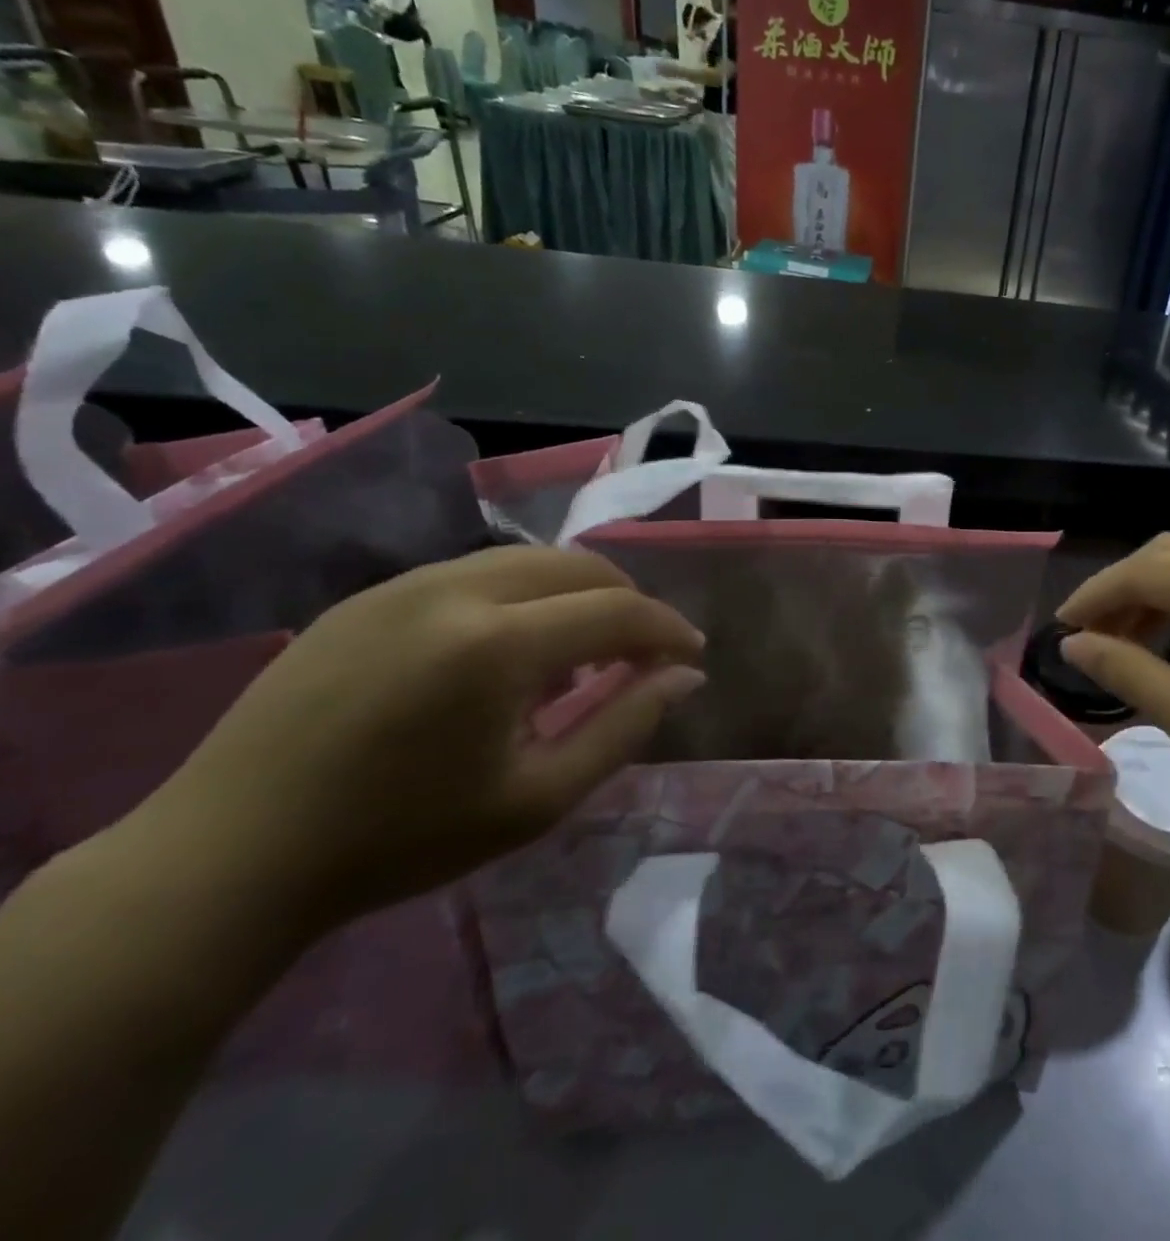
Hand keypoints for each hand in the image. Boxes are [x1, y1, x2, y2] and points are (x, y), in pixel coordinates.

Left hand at [142, 547, 705, 934]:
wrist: (228, 858)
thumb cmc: (400, 840)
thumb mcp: (537, 799)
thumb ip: (624, 726)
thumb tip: (684, 676)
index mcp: (497, 643)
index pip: (618, 610)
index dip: (668, 629)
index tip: (692, 656)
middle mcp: (454, 589)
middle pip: (578, 565)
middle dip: (628, 601)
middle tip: (642, 654)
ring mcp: (404, 584)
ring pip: (528, 560)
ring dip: (576, 595)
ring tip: (582, 653)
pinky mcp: (369, 595)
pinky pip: (476, 574)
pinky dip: (523, 597)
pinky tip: (511, 652)